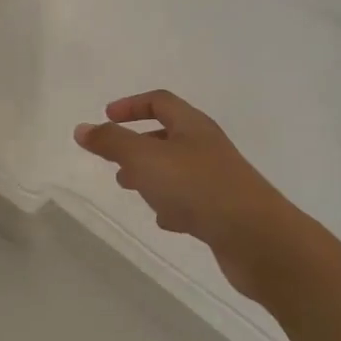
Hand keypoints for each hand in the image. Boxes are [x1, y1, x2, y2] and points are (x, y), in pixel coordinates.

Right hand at [74, 91, 303, 303]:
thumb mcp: (145, 159)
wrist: (257, 239)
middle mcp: (207, 147)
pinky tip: (164, 221)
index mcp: (192, 126)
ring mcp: (218, 180)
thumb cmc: (198, 187)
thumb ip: (111, 142)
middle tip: (113, 159)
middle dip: (137, 144)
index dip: (131, 105)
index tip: (106, 117)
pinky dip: (172, 204)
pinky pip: (191, 200)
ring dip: (152, 175)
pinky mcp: (223, 212)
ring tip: (129, 188)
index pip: (160, 101)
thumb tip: (82, 128)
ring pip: (177, 169)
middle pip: (168, 135)